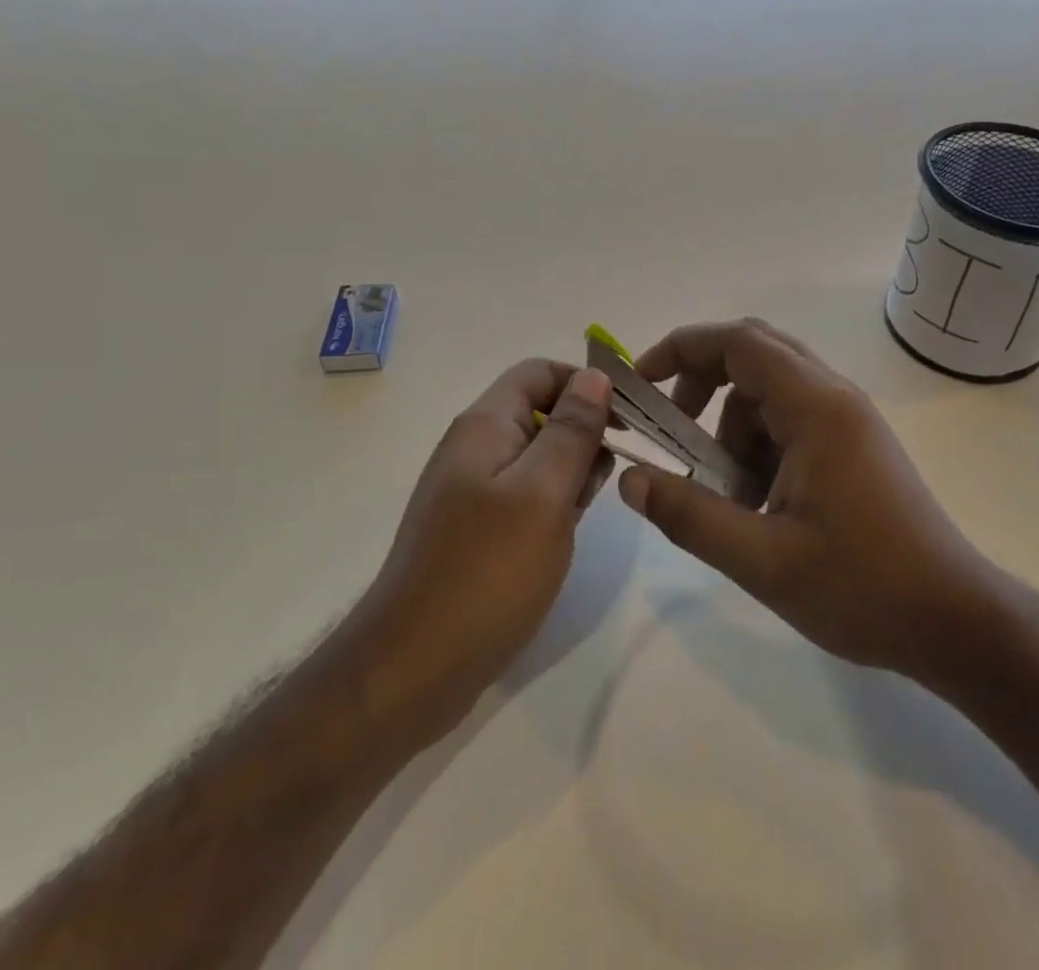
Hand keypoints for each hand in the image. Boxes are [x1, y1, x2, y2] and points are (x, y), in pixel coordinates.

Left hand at [357, 360, 612, 743]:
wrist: (412, 667)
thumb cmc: (487, 571)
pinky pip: (523, 496)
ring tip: (584, 512)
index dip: (585, 384)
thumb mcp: (543, 493)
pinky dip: (551, 504)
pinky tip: (562, 537)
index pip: (539, 373)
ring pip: (535, 457)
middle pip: (539, 413)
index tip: (627, 419)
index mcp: (484, 425)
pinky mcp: (473, 530)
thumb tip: (596, 376)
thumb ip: (572, 430)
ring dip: (570, 472)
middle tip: (609, 476)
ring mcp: (470, 491)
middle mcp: (473, 448)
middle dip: (582, 433)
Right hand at [619, 319, 1000, 683]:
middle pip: (753, 354)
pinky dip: (757, 446)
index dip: (681, 349)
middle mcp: (834, 397)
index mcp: (816, 407)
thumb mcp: (762, 560)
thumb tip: (629, 479)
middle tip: (673, 431)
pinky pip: (789, 420)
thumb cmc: (863, 588)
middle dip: (701, 382)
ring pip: (768, 391)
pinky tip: (757, 505)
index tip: (642, 384)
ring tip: (724, 494)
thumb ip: (689, 516)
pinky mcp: (852, 445)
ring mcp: (847, 420)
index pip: (738, 341)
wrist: (955, 621)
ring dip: (730, 426)